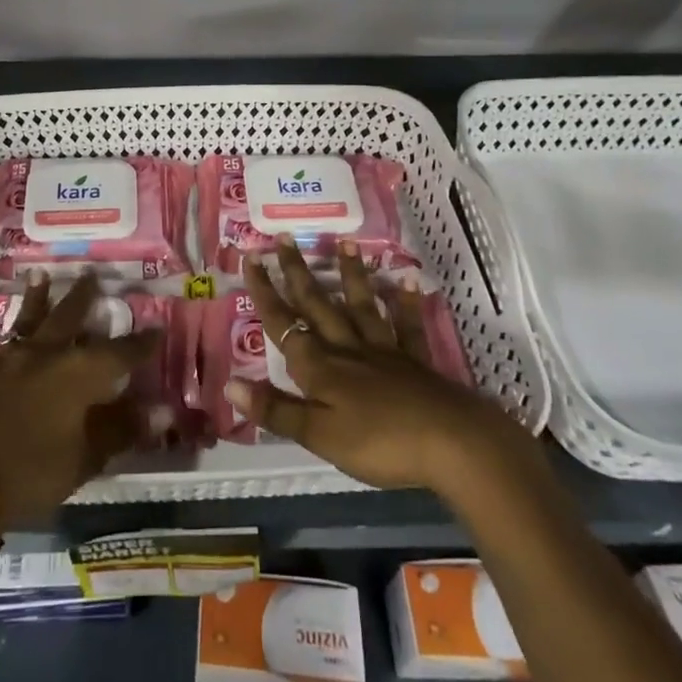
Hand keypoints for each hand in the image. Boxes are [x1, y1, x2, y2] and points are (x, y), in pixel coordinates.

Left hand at [0, 271, 162, 528]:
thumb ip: (121, 429)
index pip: (120, 352)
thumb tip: (162, 410)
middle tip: (92, 275)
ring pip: (27, 321)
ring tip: (39, 276)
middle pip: (69, 318)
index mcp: (78, 373)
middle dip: (83, 297)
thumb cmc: (31, 470)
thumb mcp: (85, 458)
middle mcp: (45, 355)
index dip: (141, 343)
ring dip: (36, 299)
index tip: (157, 330)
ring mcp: (7, 361)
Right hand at [230, 238, 536, 492]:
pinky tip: (408, 281)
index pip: (284, 324)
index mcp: (320, 367)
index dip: (265, 293)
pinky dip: (406, 303)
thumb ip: (276, 410)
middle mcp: (347, 348)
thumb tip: (229, 384)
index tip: (251, 258)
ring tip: (345, 242)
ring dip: (351, 275)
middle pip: (318, 305)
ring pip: (361, 305)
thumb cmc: (379, 443)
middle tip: (285, 238)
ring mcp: (384, 350)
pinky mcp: (415, 361)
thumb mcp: (318, 435)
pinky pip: (408, 326)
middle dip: (297, 272)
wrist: (452, 444)